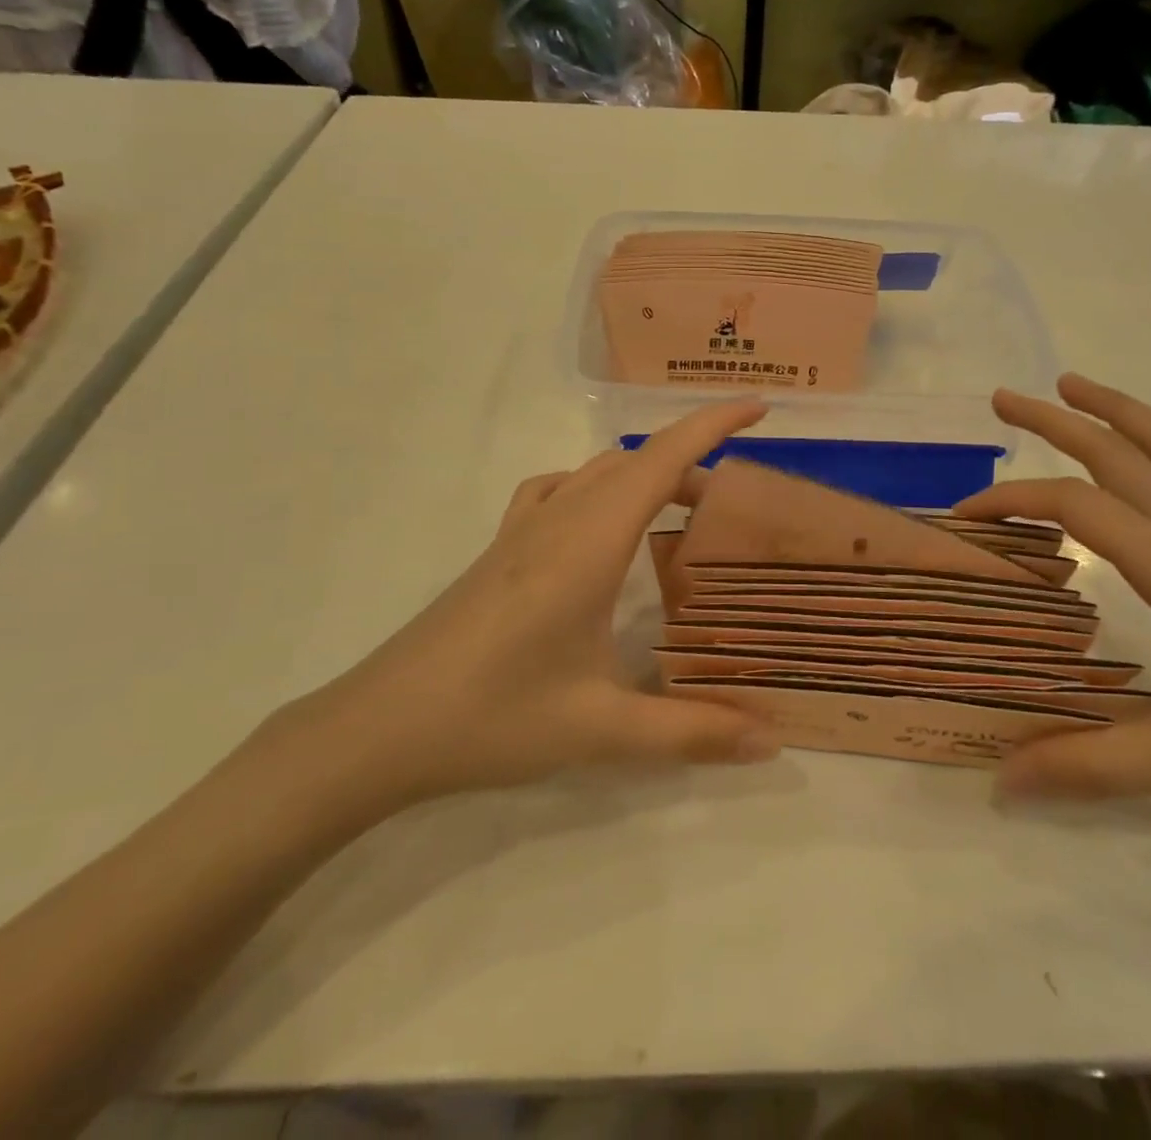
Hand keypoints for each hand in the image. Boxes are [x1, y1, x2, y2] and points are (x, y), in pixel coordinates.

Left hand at [283, 402, 781, 824]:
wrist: (379, 727)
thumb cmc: (493, 716)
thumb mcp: (601, 729)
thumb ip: (692, 733)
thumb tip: (771, 743)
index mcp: (589, 542)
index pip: (661, 459)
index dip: (712, 424)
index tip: (759, 406)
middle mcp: (558, 519)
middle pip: (636, 462)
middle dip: (692, 463)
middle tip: (733, 507)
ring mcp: (522, 530)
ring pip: (597, 472)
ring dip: (645, 475)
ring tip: (679, 515)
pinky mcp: (499, 549)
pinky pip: (559, 490)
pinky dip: (597, 487)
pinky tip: (600, 529)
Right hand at [959, 374, 1150, 818]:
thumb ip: (1091, 764)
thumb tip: (1000, 779)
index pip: (1078, 507)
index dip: (1014, 501)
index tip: (965, 517)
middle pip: (1118, 453)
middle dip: (1055, 420)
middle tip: (1001, 399)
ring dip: (1116, 411)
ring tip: (1071, 385)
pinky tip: (1144, 450)